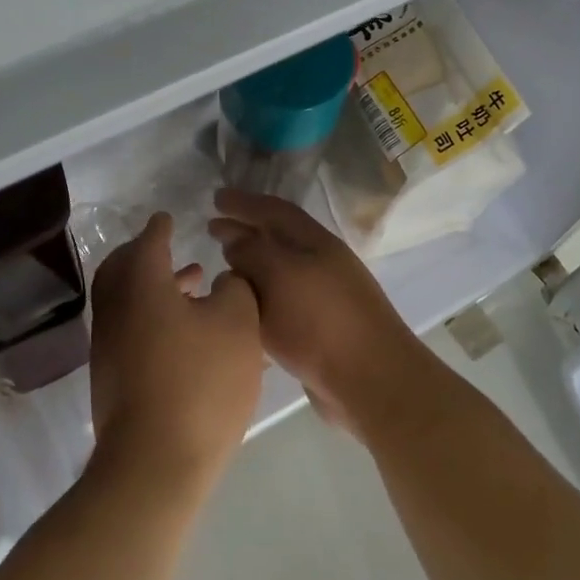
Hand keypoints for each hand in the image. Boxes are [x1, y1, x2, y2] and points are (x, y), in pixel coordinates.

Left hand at [88, 212, 264, 489]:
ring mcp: (108, 346)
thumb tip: (224, 280)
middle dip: (147, 255)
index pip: (148, 242)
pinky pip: (130, 329)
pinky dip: (152, 317)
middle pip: (123, 269)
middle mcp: (115, 309)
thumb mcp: (238, 325)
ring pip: (127, 301)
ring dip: (155, 288)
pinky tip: (185, 335)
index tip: (167, 218)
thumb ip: (236, 289)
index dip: (160, 228)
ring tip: (194, 288)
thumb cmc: (200, 382)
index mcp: (141, 285)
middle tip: (173, 251)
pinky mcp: (111, 378)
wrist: (155, 462)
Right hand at [208, 189, 419, 439]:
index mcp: (315, 243)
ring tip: (221, 271)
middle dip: (243, 232)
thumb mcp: (280, 276)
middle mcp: (319, 264)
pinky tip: (240, 310)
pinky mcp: (317, 331)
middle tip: (210, 230)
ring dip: (249, 268)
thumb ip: (252, 253)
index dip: (244, 202)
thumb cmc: (321, 321)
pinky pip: (280, 304)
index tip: (215, 198)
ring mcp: (320, 298)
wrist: (369, 381)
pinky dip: (258, 299)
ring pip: (277, 273)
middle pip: (276, 240)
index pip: (274, 210)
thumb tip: (235, 241)